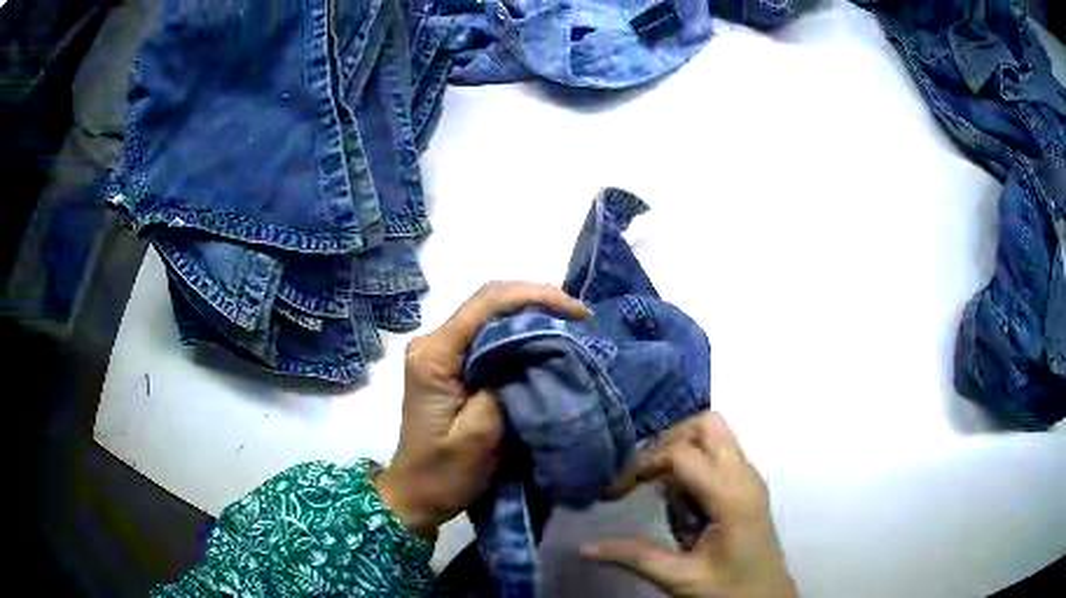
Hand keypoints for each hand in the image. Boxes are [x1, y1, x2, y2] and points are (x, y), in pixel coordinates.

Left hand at [376, 282, 592, 538]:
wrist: (416, 494)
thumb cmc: (444, 474)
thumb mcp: (478, 437)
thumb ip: (504, 388)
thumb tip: (534, 352)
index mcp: (434, 355)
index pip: (486, 305)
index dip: (535, 298)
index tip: (578, 314)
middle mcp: (434, 342)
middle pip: (488, 300)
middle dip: (537, 299)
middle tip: (580, 316)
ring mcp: (441, 351)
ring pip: (490, 313)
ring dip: (531, 313)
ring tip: (570, 324)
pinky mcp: (451, 365)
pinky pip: (489, 334)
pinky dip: (520, 331)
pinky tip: (545, 339)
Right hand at [581, 413, 797, 597]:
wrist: (767, 597)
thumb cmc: (729, 589)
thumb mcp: (680, 577)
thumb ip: (635, 557)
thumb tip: (585, 548)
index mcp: (731, 497)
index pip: (682, 454)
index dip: (642, 464)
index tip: (615, 493)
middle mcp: (745, 476)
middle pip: (707, 425)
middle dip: (668, 442)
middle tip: (644, 477)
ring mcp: (750, 477)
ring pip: (715, 433)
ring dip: (682, 450)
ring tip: (662, 490)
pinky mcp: (748, 484)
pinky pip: (719, 452)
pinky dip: (695, 462)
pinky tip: (683, 499)